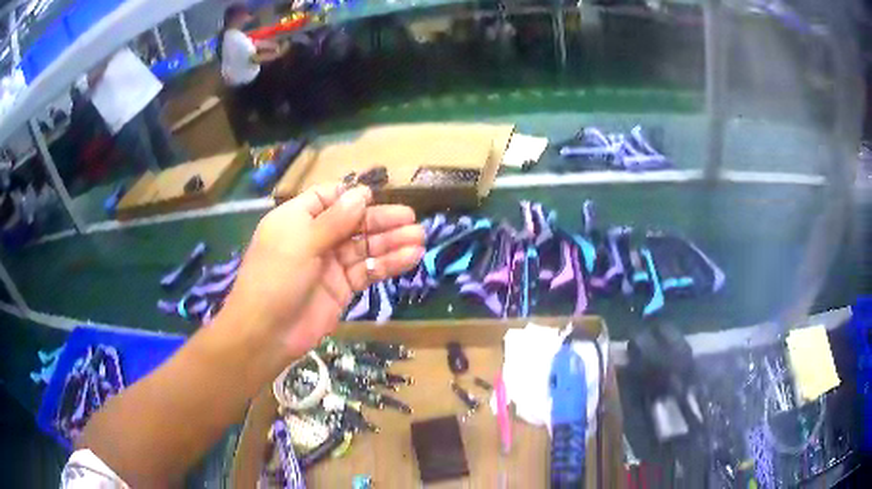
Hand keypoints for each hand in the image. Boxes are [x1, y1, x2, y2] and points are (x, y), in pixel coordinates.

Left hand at [218, 183, 424, 363]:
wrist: (267, 333)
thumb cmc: (276, 278)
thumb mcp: (301, 242)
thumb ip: (334, 220)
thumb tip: (362, 194)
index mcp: (297, 219)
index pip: (328, 198)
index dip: (352, 197)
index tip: (376, 198)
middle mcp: (315, 237)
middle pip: (353, 222)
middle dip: (382, 220)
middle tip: (412, 219)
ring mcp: (330, 263)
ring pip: (365, 246)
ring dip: (392, 241)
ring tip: (420, 237)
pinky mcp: (343, 287)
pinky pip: (368, 270)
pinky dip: (389, 264)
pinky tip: (411, 257)